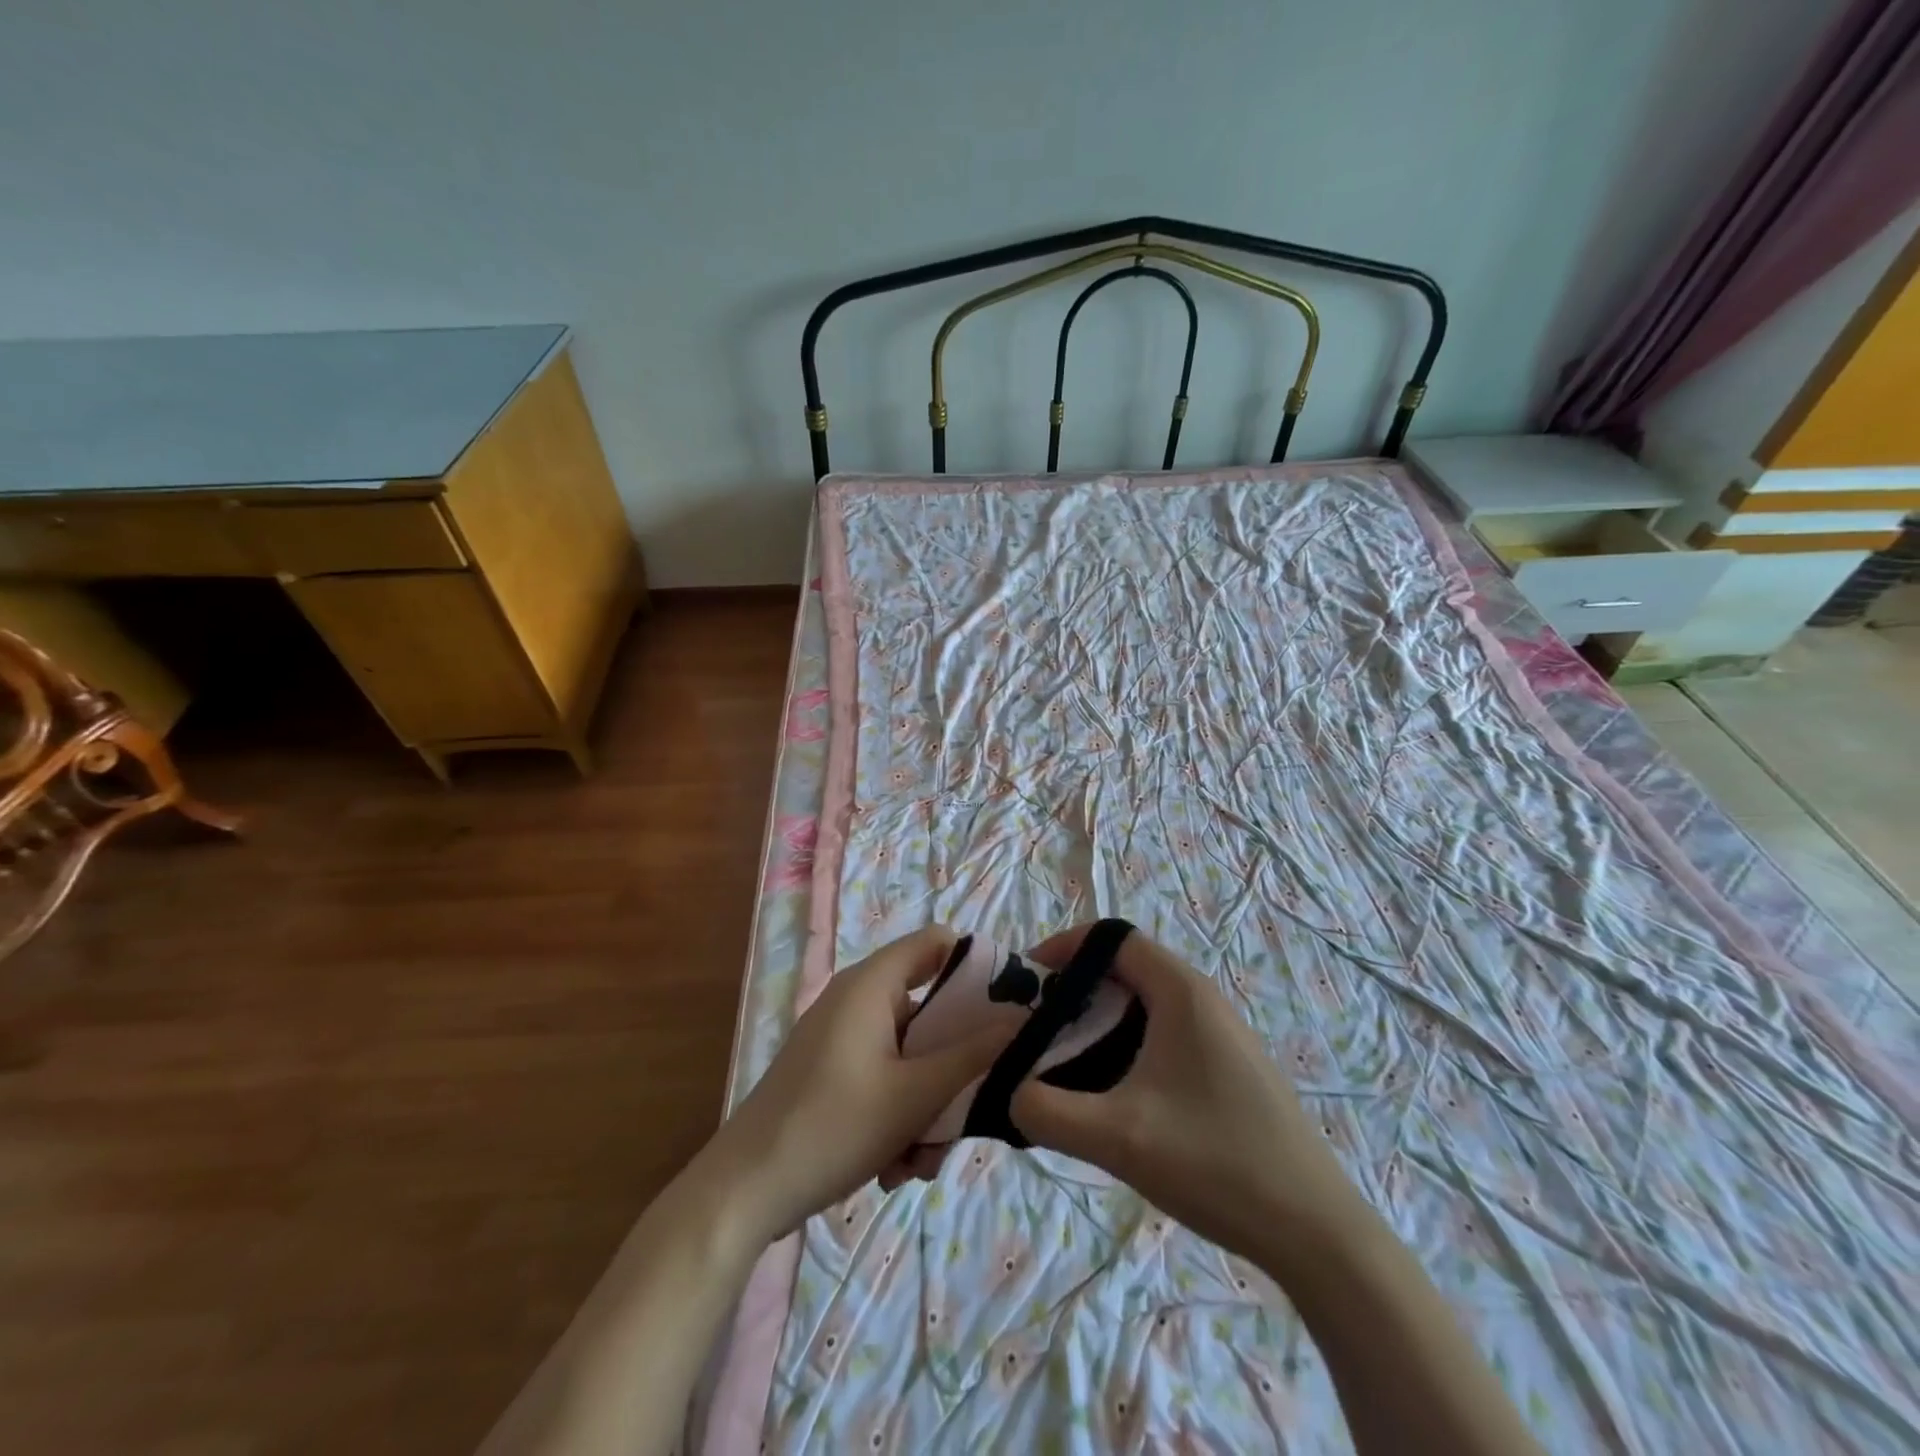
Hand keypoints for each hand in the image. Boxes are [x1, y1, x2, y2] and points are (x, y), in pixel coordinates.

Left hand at [709, 926, 1003, 1241]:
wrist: (744, 1192)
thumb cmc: (834, 1127)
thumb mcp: (916, 1094)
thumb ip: (975, 1054)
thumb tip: (1024, 1018)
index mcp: (872, 984)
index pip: (937, 943)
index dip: (977, 967)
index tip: (1008, 1011)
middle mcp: (857, 1000)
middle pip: (930, 1009)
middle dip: (954, 1065)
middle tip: (969, 1109)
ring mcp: (841, 1037)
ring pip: (911, 1054)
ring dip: (928, 1104)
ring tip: (920, 1161)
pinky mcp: (831, 1072)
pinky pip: (884, 1076)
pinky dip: (899, 1114)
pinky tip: (894, 1167)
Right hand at [1009, 925, 1359, 1258]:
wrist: (1316, 1231)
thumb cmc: (1217, 1162)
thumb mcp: (1119, 1138)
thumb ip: (1047, 1111)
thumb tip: (1009, 1093)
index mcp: (1180, 991)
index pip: (1111, 937)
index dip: (1063, 948)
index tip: (1027, 983)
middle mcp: (1201, 998)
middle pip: (1123, 969)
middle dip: (1073, 990)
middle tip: (1035, 1029)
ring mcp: (1218, 1033)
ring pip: (1142, 1004)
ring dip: (1097, 1021)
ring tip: (1063, 1062)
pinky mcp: (1226, 1066)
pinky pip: (1162, 1033)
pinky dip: (1124, 1045)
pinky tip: (1113, 1095)